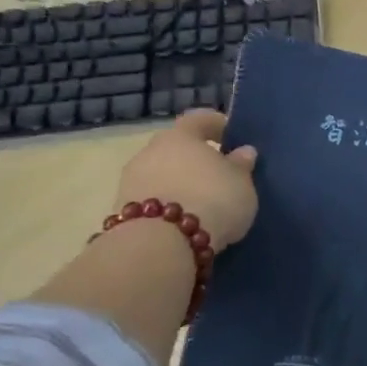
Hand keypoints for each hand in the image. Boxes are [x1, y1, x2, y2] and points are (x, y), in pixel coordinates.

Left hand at [111, 109, 258, 249]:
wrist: (160, 246)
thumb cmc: (211, 201)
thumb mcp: (241, 184)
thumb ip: (241, 166)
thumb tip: (243, 152)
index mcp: (181, 135)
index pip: (200, 119)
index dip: (217, 125)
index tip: (231, 137)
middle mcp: (151, 151)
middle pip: (176, 148)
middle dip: (195, 158)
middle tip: (217, 174)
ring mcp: (131, 181)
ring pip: (161, 175)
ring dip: (179, 184)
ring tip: (201, 204)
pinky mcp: (123, 212)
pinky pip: (152, 201)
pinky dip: (167, 206)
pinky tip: (183, 223)